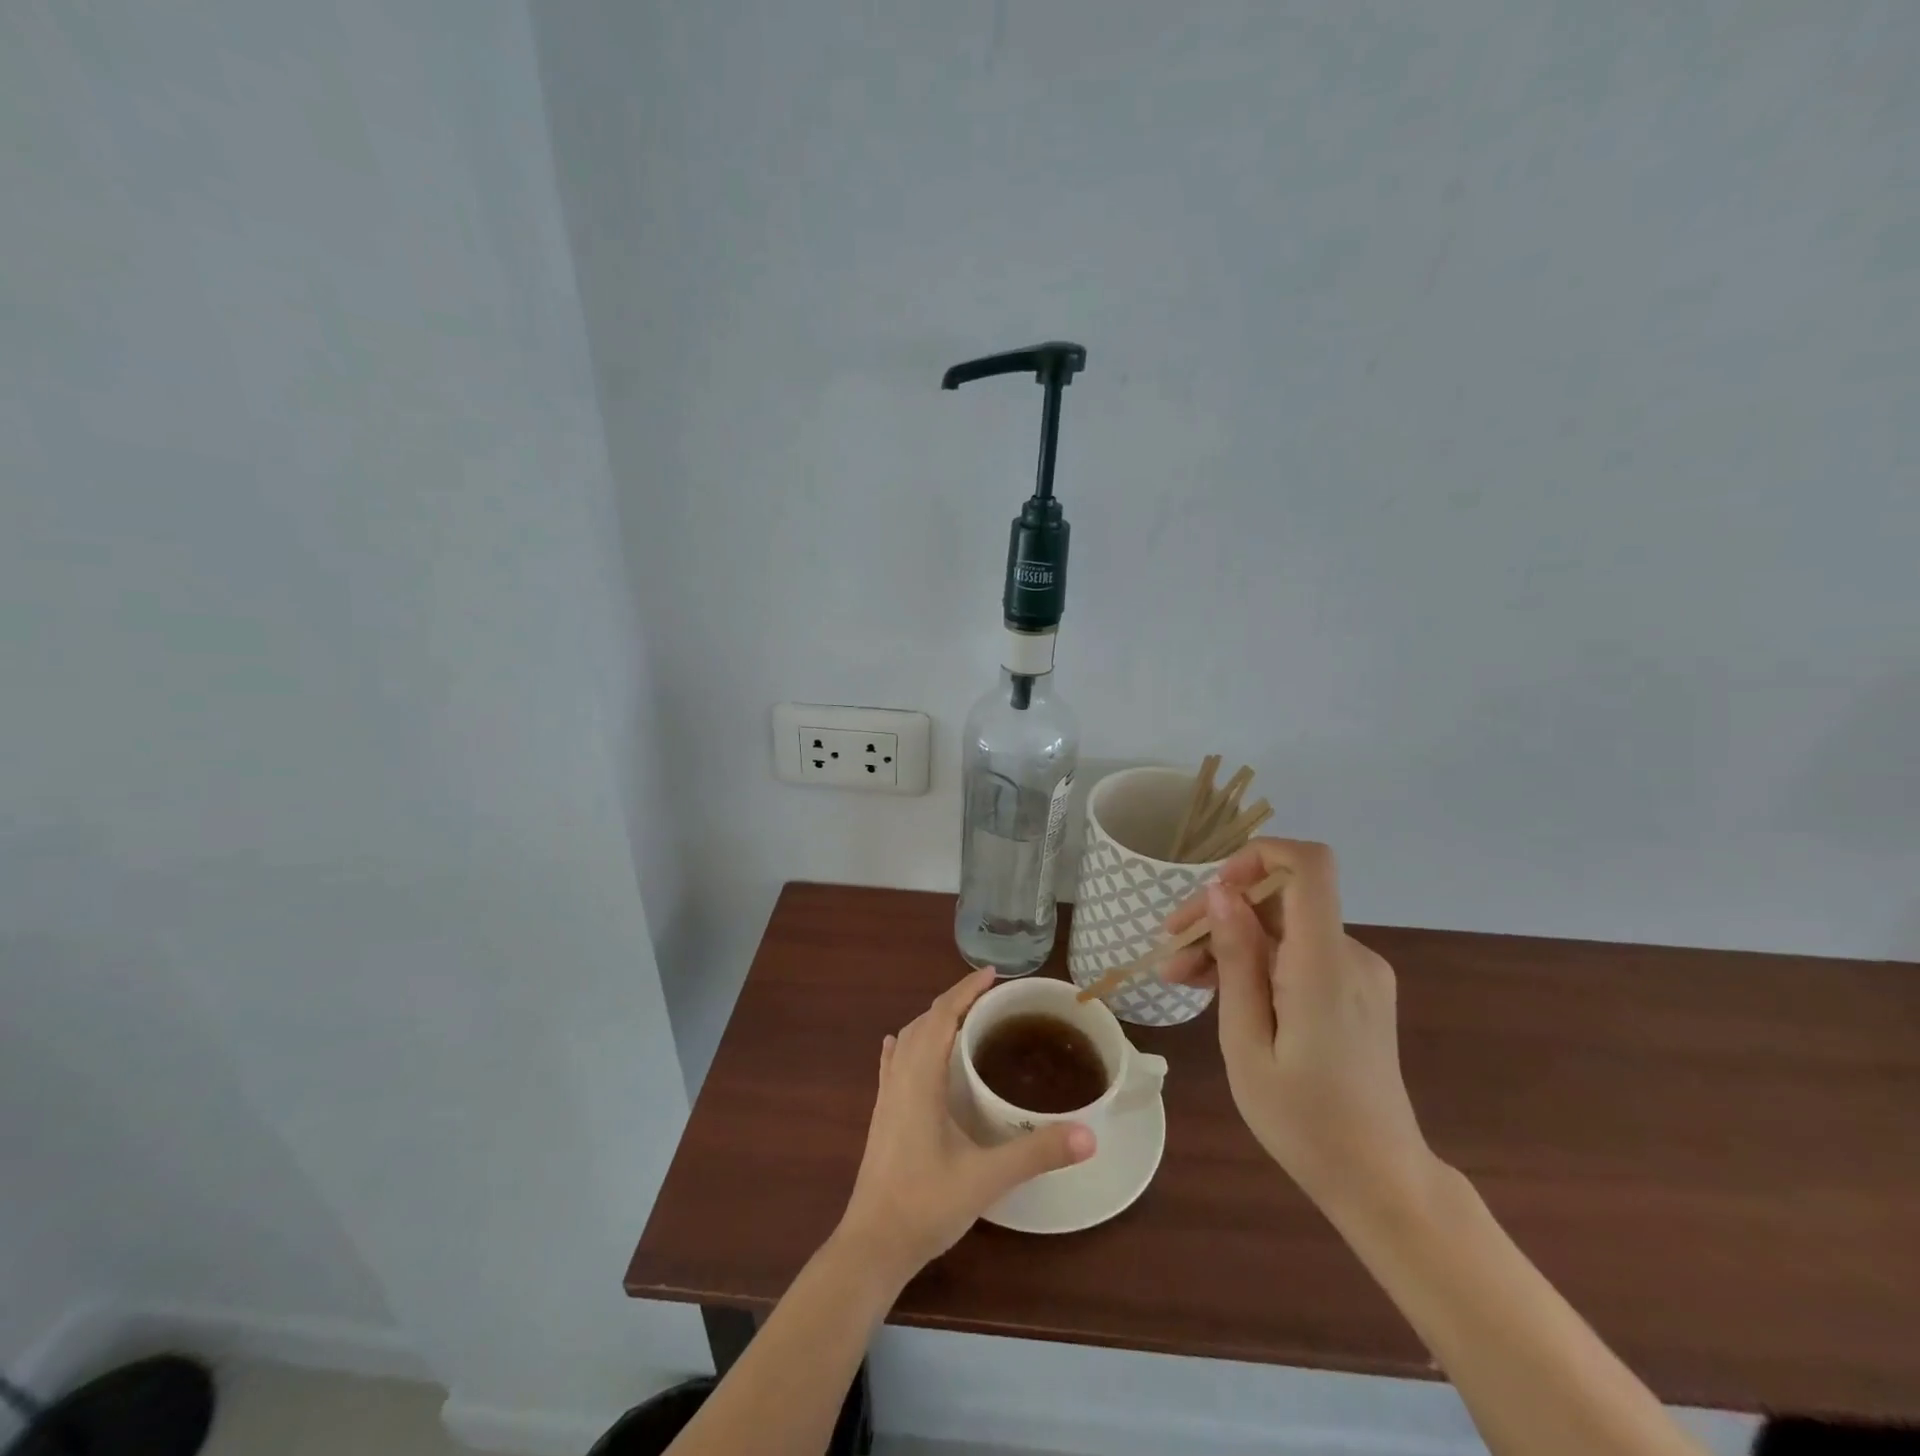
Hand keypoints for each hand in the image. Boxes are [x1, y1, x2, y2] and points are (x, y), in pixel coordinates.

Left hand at [836, 969, 1094, 1284]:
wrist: (872, 1245)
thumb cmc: (926, 1204)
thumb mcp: (987, 1178)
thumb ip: (1036, 1153)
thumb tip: (1089, 1134)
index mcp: (921, 1079)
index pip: (942, 1016)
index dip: (965, 990)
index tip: (992, 974)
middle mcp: (900, 1078)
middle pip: (924, 1022)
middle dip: (954, 1001)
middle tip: (988, 996)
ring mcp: (886, 1097)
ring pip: (908, 1040)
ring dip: (932, 1020)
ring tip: (961, 1018)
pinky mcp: (881, 1116)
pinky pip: (892, 1064)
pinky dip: (905, 1044)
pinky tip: (901, 1045)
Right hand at [1163, 839, 1435, 1219]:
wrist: (1381, 1182)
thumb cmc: (1304, 1122)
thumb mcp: (1247, 1043)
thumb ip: (1236, 960)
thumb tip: (1220, 891)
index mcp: (1324, 965)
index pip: (1310, 865)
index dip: (1258, 855)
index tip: (1212, 892)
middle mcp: (1350, 955)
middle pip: (1281, 898)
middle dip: (1221, 914)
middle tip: (1170, 953)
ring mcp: (1359, 972)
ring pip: (1285, 926)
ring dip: (1233, 941)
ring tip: (1183, 978)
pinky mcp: (1356, 988)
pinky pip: (1300, 952)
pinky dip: (1259, 961)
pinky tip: (1223, 992)